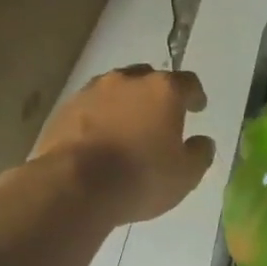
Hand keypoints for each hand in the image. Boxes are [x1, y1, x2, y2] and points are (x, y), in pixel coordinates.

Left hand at [33, 65, 215, 223]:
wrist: (73, 186)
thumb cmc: (140, 178)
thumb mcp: (185, 176)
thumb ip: (199, 154)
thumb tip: (202, 142)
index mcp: (163, 90)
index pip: (188, 83)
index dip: (195, 96)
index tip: (197, 108)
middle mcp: (127, 81)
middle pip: (149, 79)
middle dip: (157, 95)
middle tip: (161, 117)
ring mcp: (91, 91)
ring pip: (116, 90)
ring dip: (125, 104)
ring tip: (127, 128)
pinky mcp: (64, 109)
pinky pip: (90, 108)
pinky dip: (99, 118)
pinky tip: (100, 139)